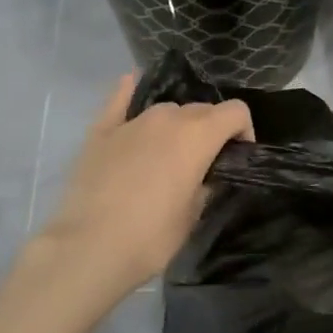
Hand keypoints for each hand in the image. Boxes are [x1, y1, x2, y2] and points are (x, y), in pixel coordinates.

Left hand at [42, 73, 253, 299]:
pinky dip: (129, 93)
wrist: (88, 248)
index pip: (235, 112)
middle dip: (210, 130)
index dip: (244, 131)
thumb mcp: (194, 215)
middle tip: (204, 163)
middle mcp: (167, 118)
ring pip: (165, 110)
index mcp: (198, 135)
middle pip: (201, 109)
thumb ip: (206, 184)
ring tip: (169, 153)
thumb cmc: (151, 237)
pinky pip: (119, 100)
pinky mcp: (101, 131)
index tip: (238, 156)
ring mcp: (132, 121)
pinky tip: (131, 84)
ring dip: (176, 125)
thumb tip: (205, 175)